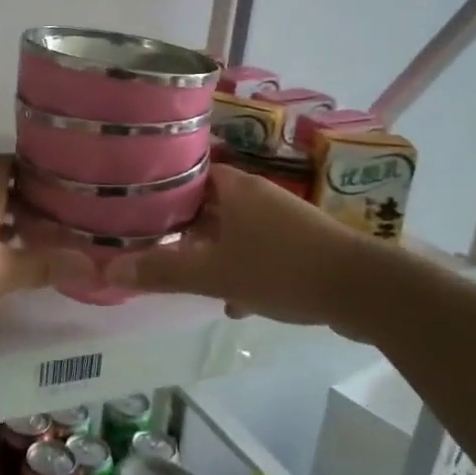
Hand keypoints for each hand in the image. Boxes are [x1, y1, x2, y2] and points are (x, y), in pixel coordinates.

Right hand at [107, 164, 386, 335]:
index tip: (134, 207)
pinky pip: (258, 251)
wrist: (365, 291)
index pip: (187, 173)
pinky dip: (241, 269)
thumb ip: (163, 272)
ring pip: (233, 231)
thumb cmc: (282, 269)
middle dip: (182, 228)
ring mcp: (283, 220)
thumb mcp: (215, 274)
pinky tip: (233, 302)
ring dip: (211, 252)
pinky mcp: (301, 246)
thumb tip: (110, 270)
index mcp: (235, 188)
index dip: (160, 188)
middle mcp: (258, 195)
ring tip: (185, 275)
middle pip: (208, 204)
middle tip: (150, 244)